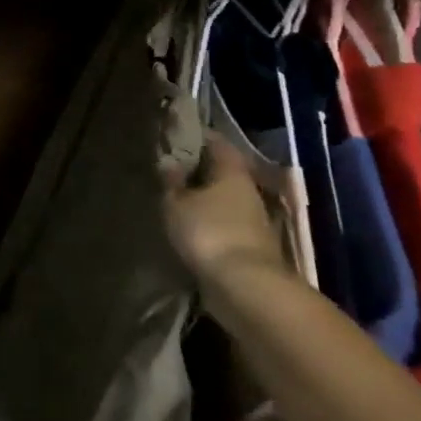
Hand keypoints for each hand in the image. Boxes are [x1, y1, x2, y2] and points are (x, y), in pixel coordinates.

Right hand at [162, 134, 290, 287]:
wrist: (245, 286)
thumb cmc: (208, 232)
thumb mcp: (176, 203)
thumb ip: (171, 182)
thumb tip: (168, 162)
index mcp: (232, 171)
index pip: (216, 142)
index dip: (196, 136)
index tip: (174, 134)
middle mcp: (247, 190)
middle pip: (223, 170)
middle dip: (199, 167)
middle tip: (170, 165)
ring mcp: (252, 218)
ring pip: (224, 196)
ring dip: (203, 195)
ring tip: (174, 195)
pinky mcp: (248, 244)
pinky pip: (224, 220)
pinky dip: (208, 218)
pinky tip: (188, 223)